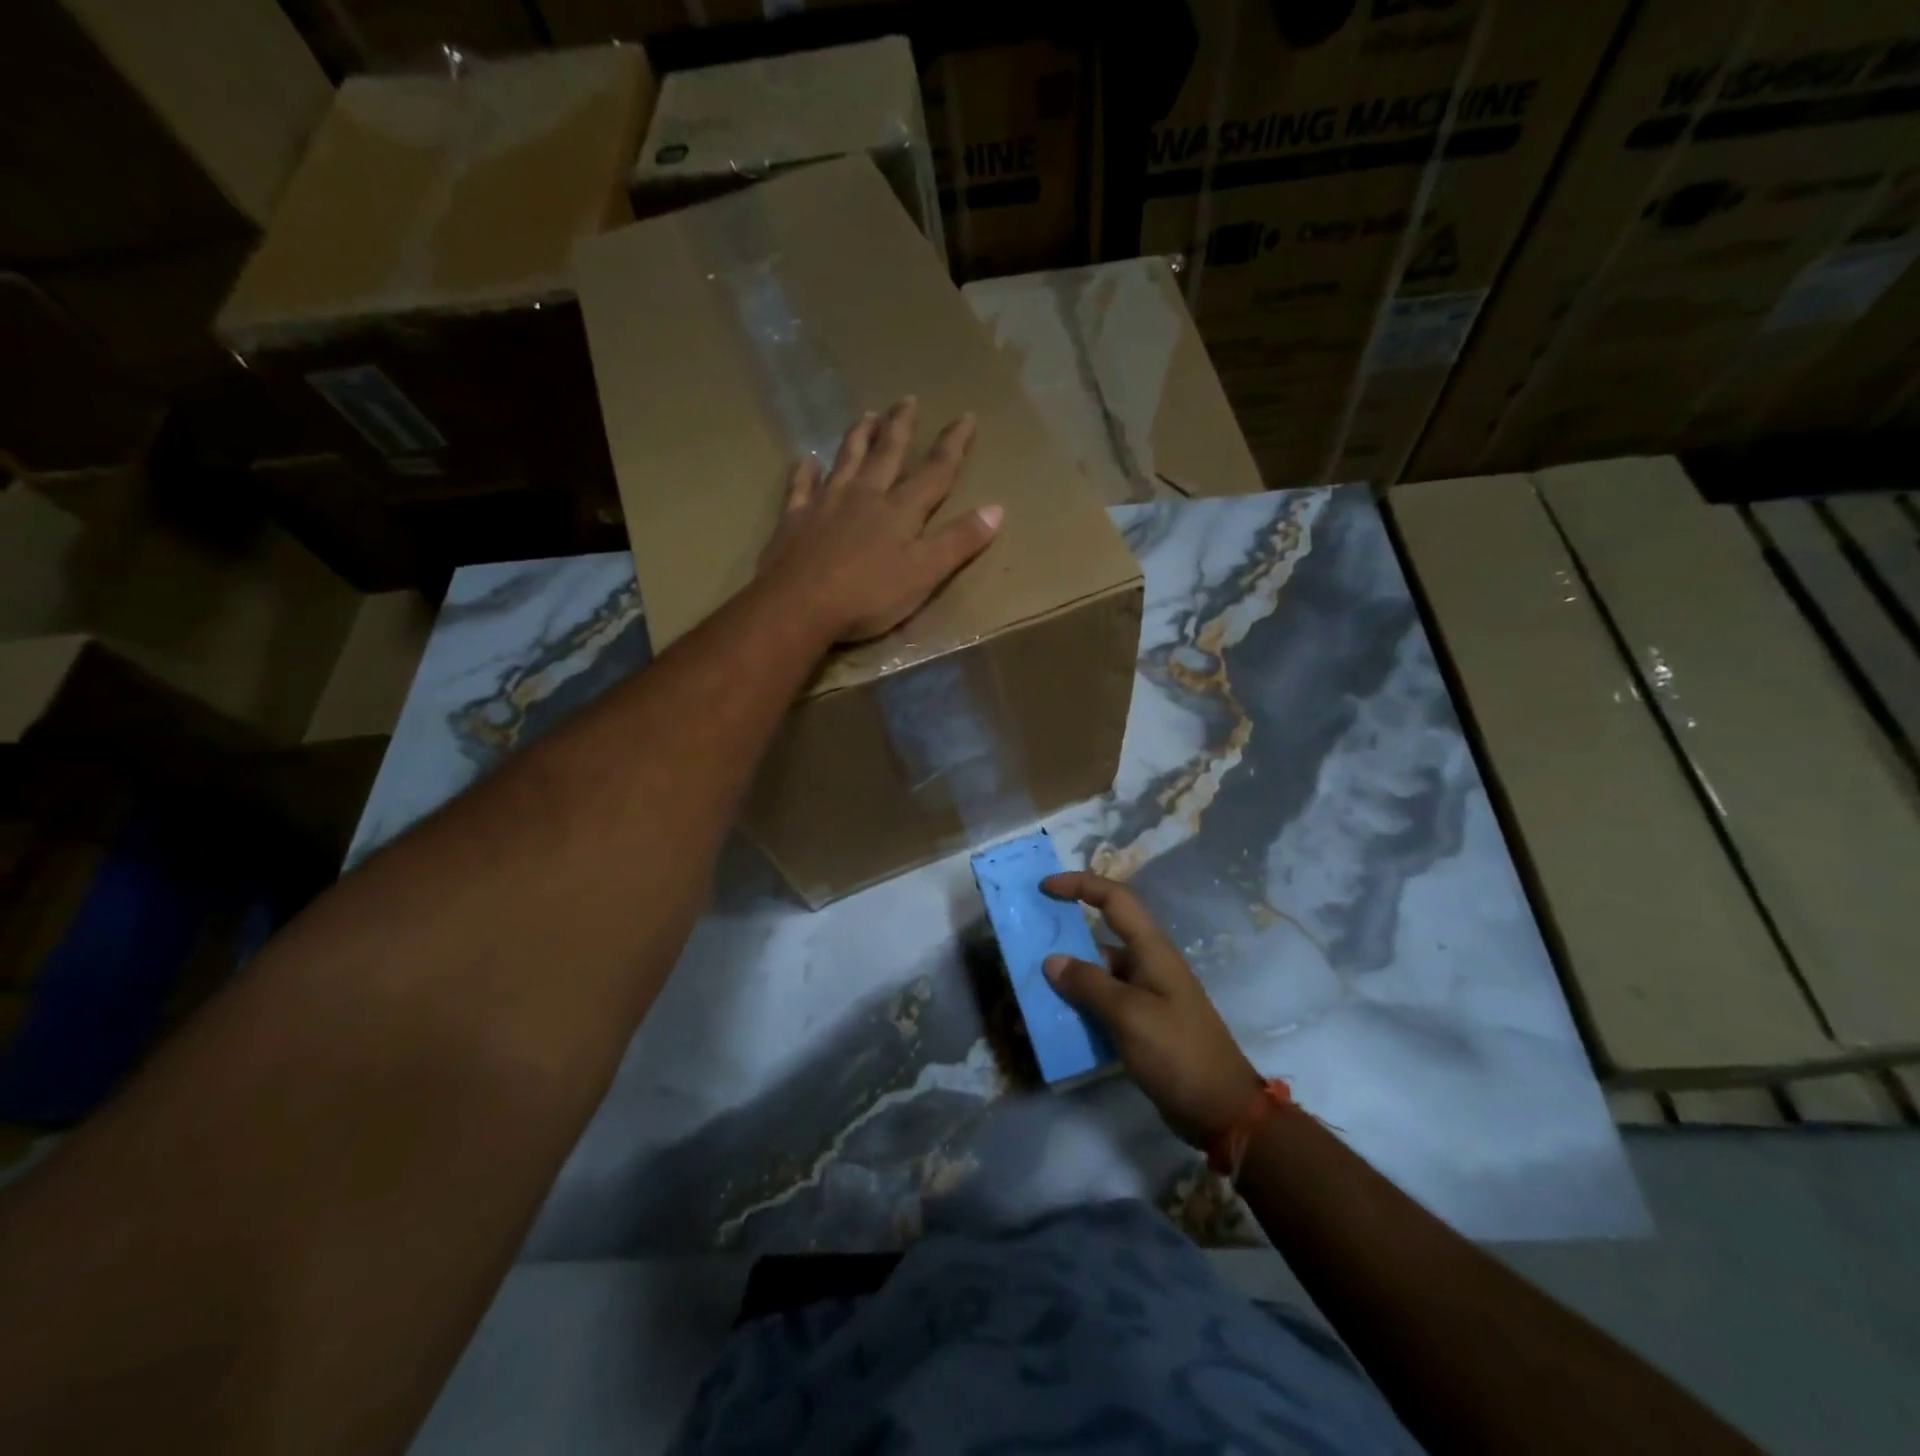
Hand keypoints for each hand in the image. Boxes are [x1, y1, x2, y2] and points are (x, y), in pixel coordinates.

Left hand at [757, 397, 1002, 643]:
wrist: (799, 606)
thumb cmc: (868, 596)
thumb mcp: (925, 574)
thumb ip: (959, 542)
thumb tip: (997, 509)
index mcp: (900, 510)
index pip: (935, 470)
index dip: (953, 444)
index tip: (966, 416)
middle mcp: (864, 495)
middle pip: (887, 453)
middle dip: (900, 426)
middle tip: (907, 398)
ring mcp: (826, 503)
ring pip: (845, 460)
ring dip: (858, 436)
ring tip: (866, 415)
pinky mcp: (795, 518)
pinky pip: (800, 486)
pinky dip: (804, 471)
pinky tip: (806, 459)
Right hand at [1041, 872, 1259, 1149]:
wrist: (1222, 1111)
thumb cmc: (1178, 1052)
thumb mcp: (1130, 1015)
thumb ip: (1089, 984)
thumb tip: (1052, 960)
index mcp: (1152, 950)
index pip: (1115, 900)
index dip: (1080, 885)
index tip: (1045, 887)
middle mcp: (1148, 965)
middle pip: (1101, 937)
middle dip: (1065, 939)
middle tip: (1026, 946)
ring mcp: (1146, 996)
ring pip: (1098, 974)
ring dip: (1068, 979)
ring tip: (1031, 988)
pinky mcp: (1142, 1024)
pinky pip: (1103, 1004)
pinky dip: (1080, 1006)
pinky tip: (1055, 1020)